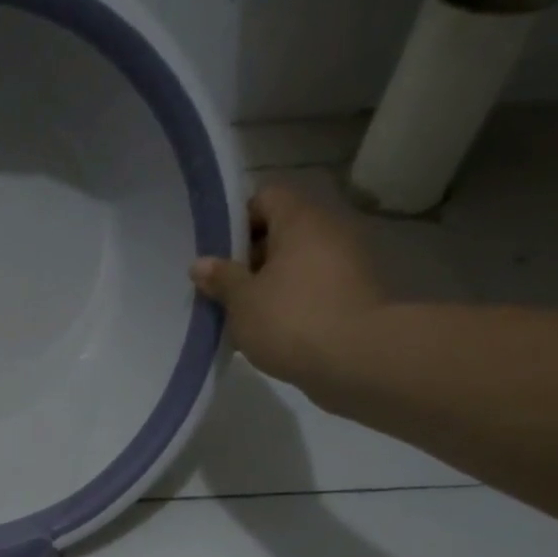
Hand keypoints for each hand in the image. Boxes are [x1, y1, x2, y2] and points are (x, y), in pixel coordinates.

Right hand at [190, 186, 383, 394]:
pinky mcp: (352, 293)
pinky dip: (290, 299)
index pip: (266, 197)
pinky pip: (311, 285)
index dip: (238, 220)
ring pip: (296, 261)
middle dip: (250, 256)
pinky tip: (269, 327)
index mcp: (300, 221)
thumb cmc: (290, 320)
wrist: (356, 359)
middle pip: (282, 230)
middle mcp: (328, 231)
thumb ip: (221, 278)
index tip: (217, 251)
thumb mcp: (242, 301)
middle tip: (222, 286)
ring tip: (242, 311)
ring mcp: (345, 262)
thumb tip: (200, 263)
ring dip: (268, 281)